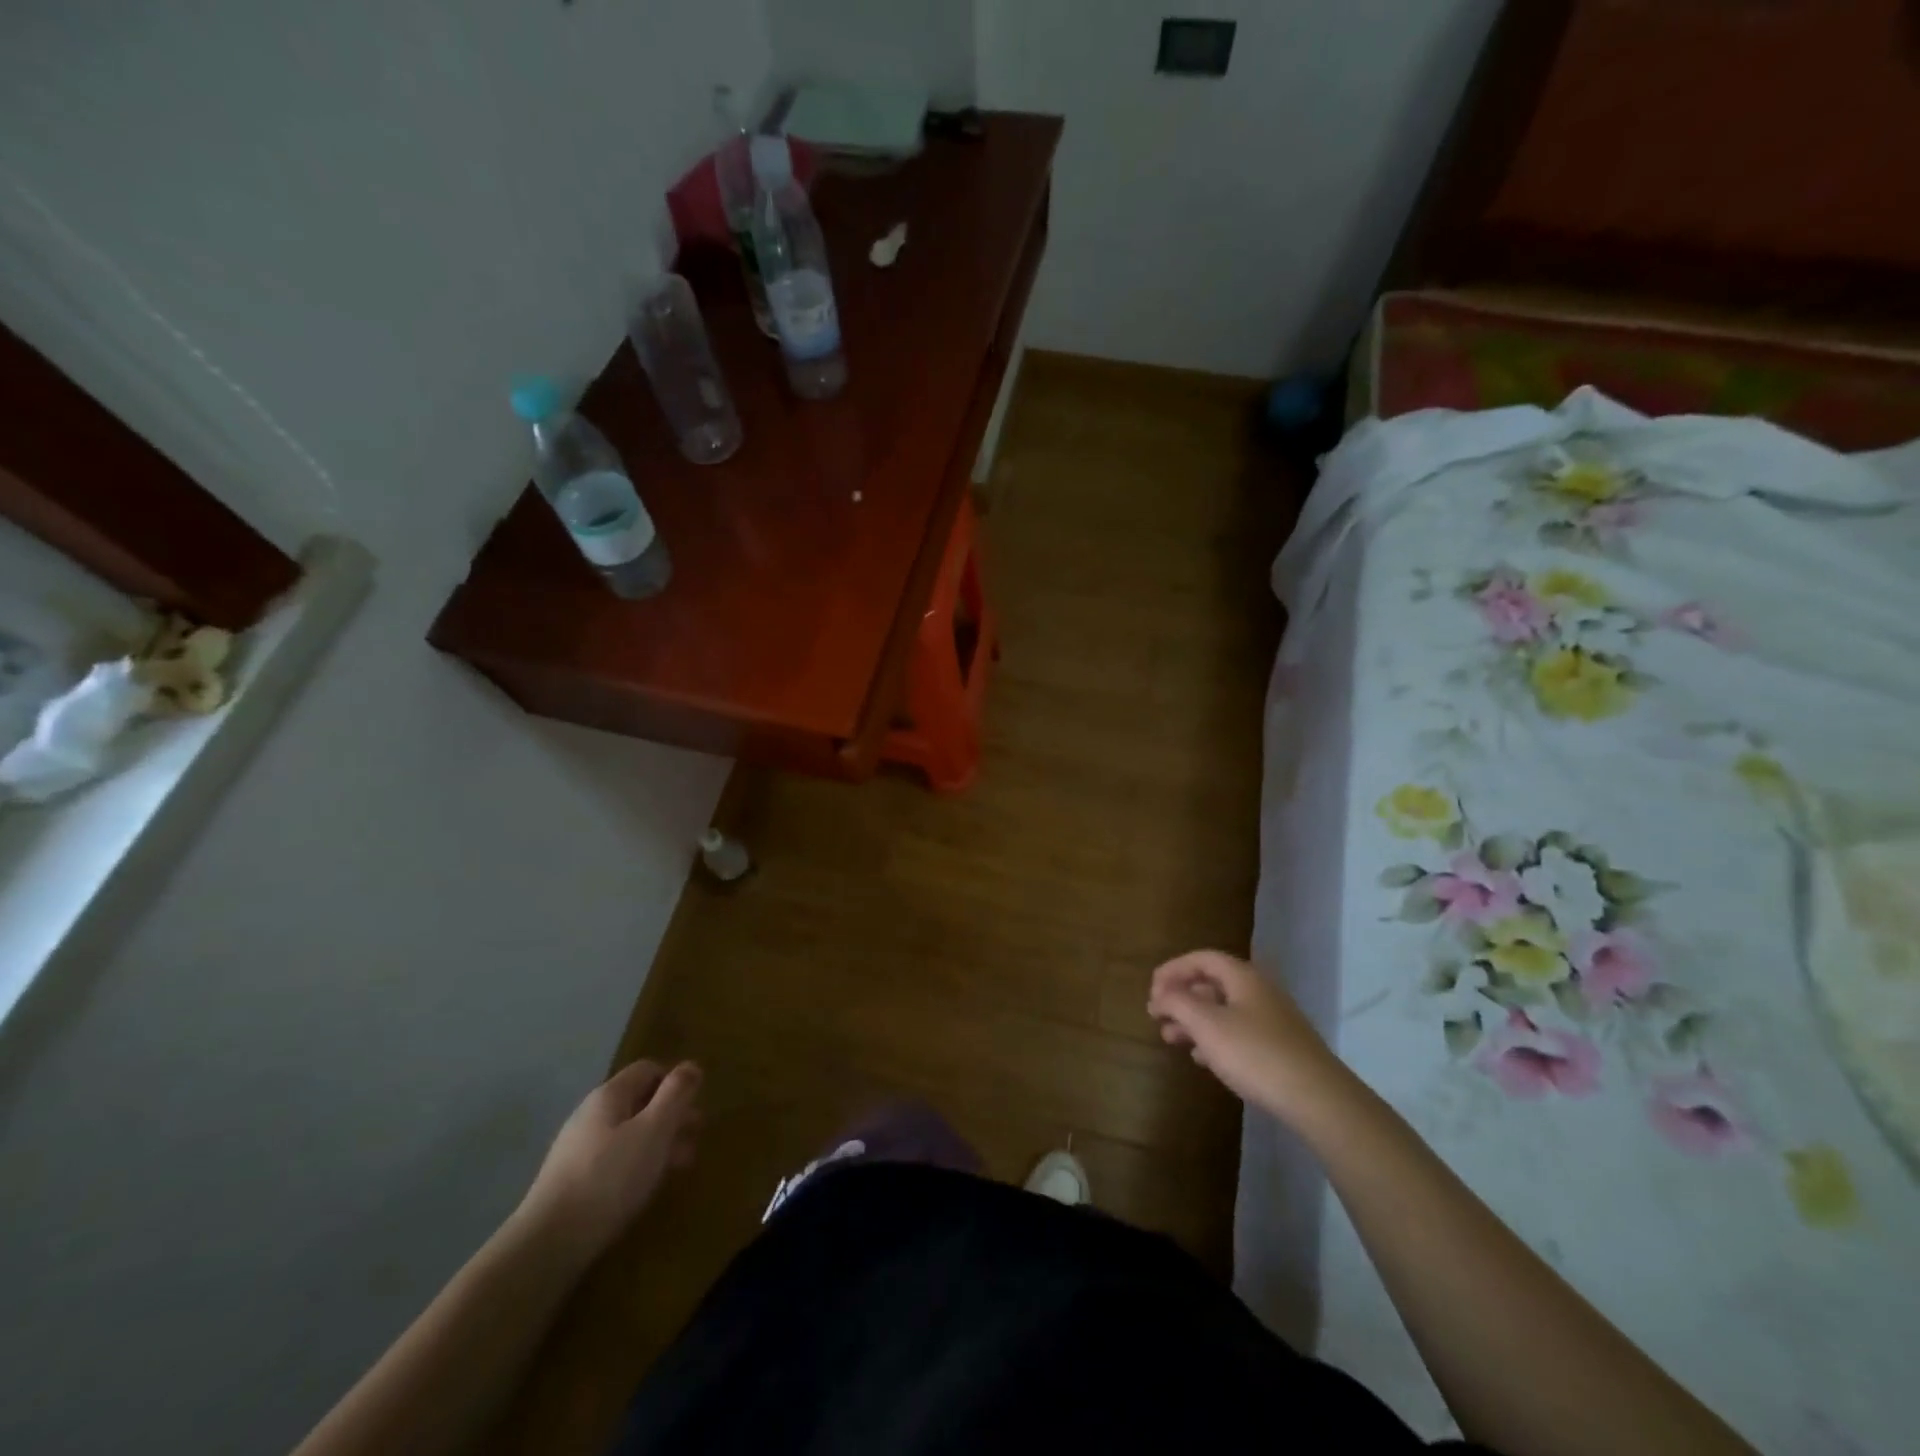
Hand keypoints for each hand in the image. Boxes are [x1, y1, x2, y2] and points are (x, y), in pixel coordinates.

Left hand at [518, 1060, 701, 1257]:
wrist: (547, 1244)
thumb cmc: (610, 1178)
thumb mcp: (654, 1130)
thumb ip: (676, 1094)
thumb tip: (691, 1066)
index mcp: (609, 1095)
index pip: (648, 1069)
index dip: (675, 1082)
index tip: (696, 1105)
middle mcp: (590, 1115)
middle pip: (639, 1101)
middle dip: (671, 1115)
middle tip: (695, 1136)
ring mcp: (577, 1149)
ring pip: (628, 1132)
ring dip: (658, 1141)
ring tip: (680, 1165)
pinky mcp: (571, 1181)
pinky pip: (614, 1159)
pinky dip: (637, 1164)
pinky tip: (646, 1185)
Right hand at [1147, 951, 1351, 1126]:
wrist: (1317, 1099)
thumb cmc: (1255, 1053)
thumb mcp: (1207, 1025)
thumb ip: (1178, 1002)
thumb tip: (1162, 992)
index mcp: (1243, 977)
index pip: (1201, 959)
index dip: (1172, 969)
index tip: (1151, 991)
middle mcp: (1259, 991)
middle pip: (1212, 984)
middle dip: (1180, 998)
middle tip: (1156, 1016)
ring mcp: (1272, 1020)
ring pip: (1223, 1010)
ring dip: (1193, 1020)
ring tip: (1170, 1039)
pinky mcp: (1279, 1047)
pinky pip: (1238, 1032)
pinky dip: (1214, 1039)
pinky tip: (1202, 1059)